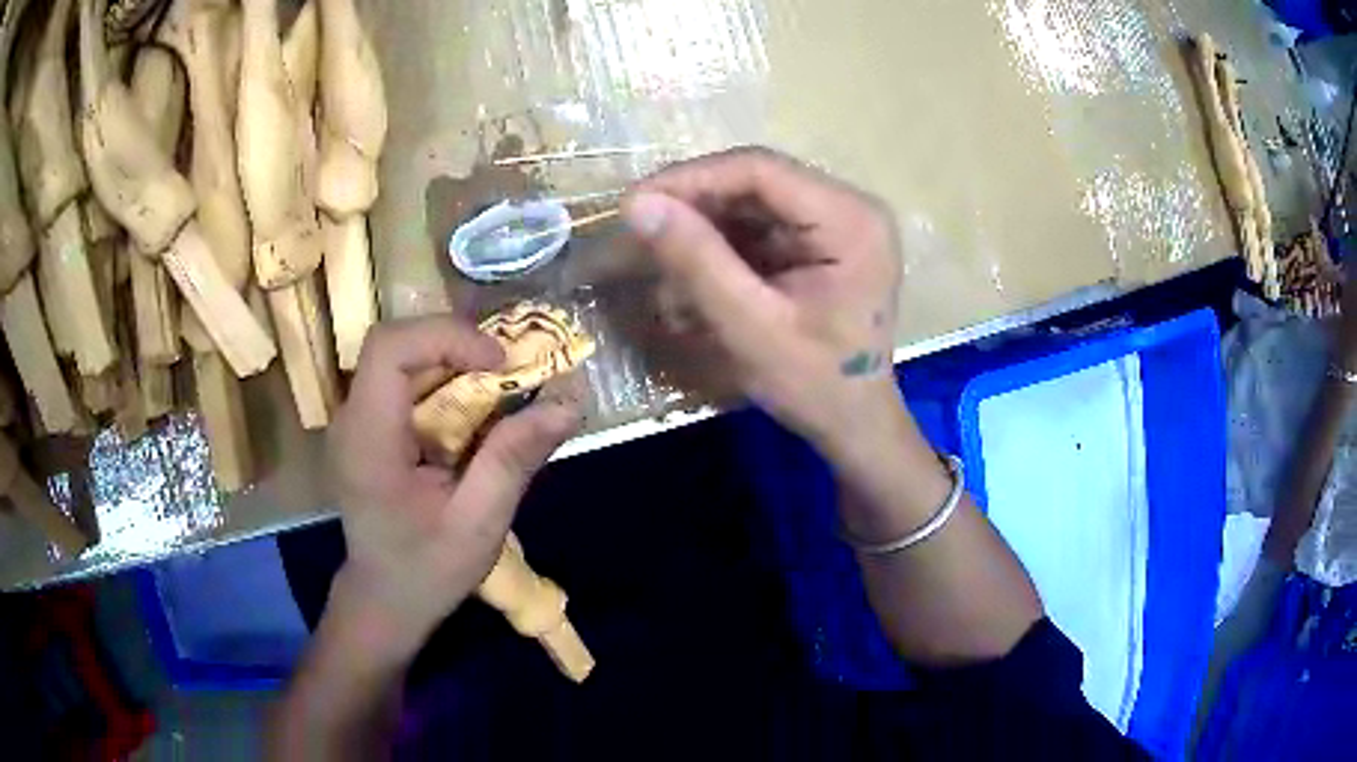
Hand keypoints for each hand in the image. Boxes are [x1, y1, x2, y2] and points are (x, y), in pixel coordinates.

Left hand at [324, 316, 583, 658]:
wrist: (385, 599)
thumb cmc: (426, 571)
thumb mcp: (479, 526)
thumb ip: (513, 461)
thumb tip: (567, 404)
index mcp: (367, 440)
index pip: (391, 349)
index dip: (447, 337)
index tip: (500, 364)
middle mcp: (352, 418)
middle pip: (399, 344)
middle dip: (460, 345)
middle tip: (512, 372)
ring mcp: (357, 419)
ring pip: (405, 357)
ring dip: (457, 361)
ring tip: (502, 387)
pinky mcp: (369, 425)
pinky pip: (407, 381)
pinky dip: (448, 381)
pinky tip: (476, 410)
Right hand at [623, 147, 902, 455]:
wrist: (855, 425)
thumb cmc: (816, 385)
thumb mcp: (752, 327)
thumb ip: (697, 261)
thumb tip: (639, 205)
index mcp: (851, 219)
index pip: (760, 169)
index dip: (691, 179)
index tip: (635, 205)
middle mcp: (850, 207)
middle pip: (756, 182)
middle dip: (694, 207)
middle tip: (641, 235)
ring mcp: (837, 224)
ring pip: (752, 203)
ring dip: (704, 231)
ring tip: (665, 268)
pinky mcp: (821, 243)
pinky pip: (760, 228)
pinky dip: (722, 249)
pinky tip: (696, 279)